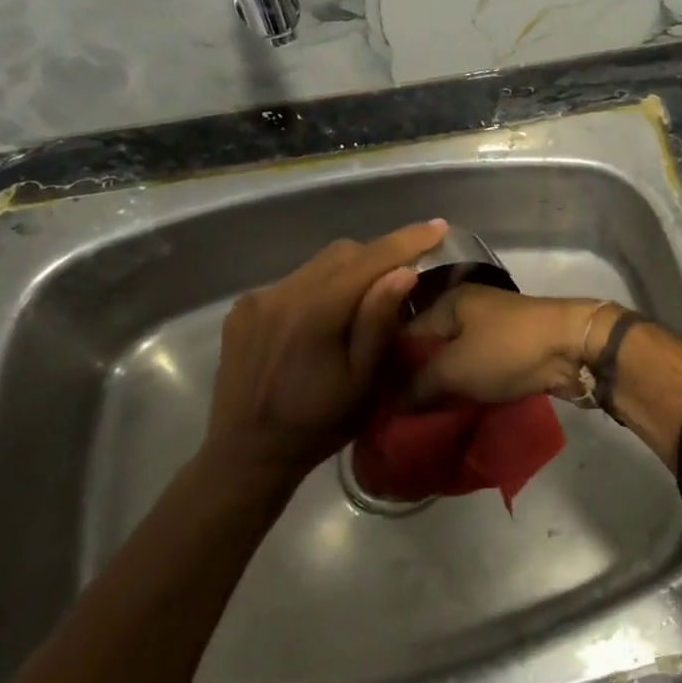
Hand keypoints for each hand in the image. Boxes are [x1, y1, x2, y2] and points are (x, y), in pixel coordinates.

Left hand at [205, 219, 446, 486]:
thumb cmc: (317, 425)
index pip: (370, 259)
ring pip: (317, 264)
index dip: (407, 240)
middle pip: (343, 253)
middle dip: (378, 256)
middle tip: (403, 275)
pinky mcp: (243, 309)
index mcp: (315, 312)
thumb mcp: (363, 382)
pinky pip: (293, 281)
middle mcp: (282, 293)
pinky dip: (318, 287)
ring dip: (347, 272)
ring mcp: (257, 299)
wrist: (246, 457)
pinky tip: (322, 318)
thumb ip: (379, 321)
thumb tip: (404, 270)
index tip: (438, 226)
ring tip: (363, 300)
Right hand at [404, 284, 616, 404]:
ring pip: (457, 359)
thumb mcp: (454, 369)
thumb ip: (418, 386)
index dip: (388, 366)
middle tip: (395, 415)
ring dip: (444, 386)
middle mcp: (468, 308)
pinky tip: (454, 411)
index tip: (374, 399)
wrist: (573, 347)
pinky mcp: (512, 348)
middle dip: (416, 379)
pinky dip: (469, 387)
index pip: (404, 333)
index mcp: (449, 301)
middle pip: (431, 347)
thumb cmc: (507, 350)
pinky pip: (480, 368)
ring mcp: (493, 327)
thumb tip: (391, 404)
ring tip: (420, 419)